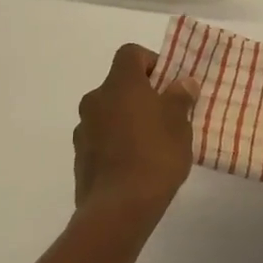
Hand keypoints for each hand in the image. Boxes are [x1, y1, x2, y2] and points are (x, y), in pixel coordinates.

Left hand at [72, 43, 198, 228]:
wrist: (118, 208)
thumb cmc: (155, 155)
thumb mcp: (180, 123)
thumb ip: (180, 97)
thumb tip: (182, 82)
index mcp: (120, 84)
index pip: (131, 53)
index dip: (151, 62)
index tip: (169, 84)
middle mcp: (95, 99)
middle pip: (119, 85)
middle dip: (142, 95)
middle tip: (166, 115)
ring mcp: (83, 129)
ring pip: (110, 113)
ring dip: (128, 120)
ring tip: (152, 144)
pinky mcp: (80, 157)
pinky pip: (102, 139)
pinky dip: (117, 143)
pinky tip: (136, 165)